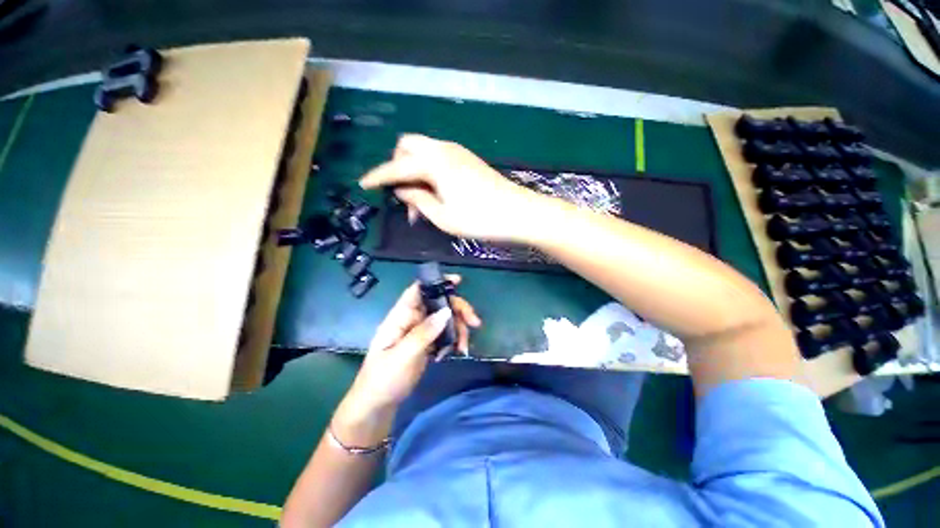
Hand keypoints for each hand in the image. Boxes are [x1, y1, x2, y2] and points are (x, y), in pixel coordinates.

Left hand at [335, 275, 481, 436]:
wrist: (378, 405)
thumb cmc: (384, 378)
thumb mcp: (403, 355)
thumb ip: (424, 333)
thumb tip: (446, 311)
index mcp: (401, 316)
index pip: (419, 290)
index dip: (437, 281)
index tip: (458, 281)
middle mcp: (412, 319)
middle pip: (439, 303)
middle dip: (458, 310)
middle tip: (474, 322)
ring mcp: (420, 332)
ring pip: (445, 319)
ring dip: (459, 328)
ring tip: (464, 347)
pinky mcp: (427, 343)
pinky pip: (445, 334)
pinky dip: (454, 340)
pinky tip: (456, 351)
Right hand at [359, 134, 544, 241]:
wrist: (519, 213)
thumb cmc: (480, 219)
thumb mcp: (443, 217)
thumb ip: (418, 200)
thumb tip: (401, 189)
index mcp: (433, 162)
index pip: (396, 167)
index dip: (377, 177)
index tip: (363, 184)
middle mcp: (443, 150)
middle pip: (407, 147)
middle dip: (397, 167)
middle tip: (402, 195)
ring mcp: (458, 153)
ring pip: (424, 152)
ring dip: (414, 171)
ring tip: (419, 201)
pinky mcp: (468, 160)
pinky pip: (438, 158)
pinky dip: (429, 171)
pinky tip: (435, 192)